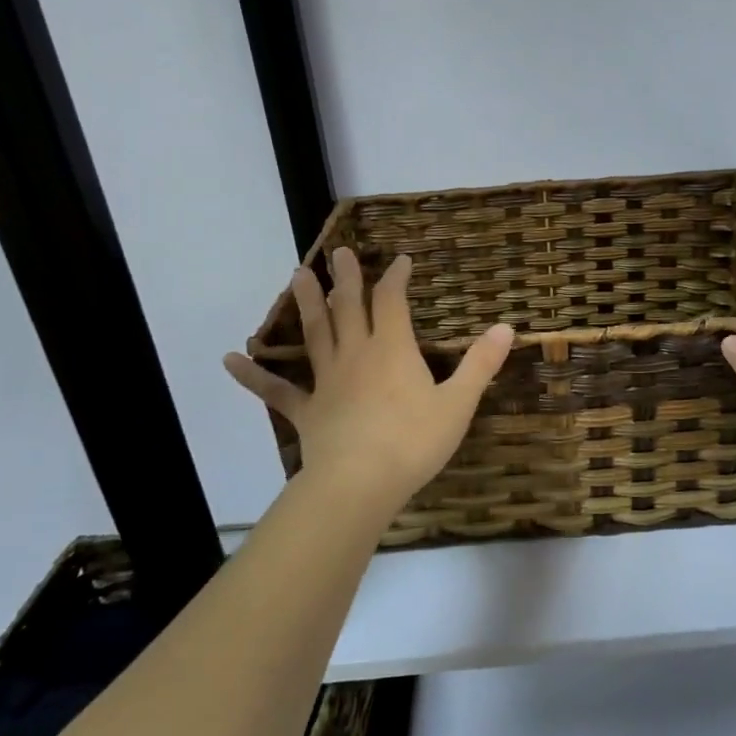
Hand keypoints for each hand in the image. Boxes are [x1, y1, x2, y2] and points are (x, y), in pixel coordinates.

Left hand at [224, 249, 513, 518]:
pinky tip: (228, 359)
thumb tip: (507, 327)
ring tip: (297, 274)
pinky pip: (276, 390)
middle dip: (347, 279)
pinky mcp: (307, 411)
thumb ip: (480, 364)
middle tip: (338, 251)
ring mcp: (327, 382)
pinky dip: (252, 375)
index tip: (400, 260)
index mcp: (393, 350)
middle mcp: (356, 356)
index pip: (392, 301)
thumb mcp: (458, 403)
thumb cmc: (414, 442)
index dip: (395, 278)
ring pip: (315, 334)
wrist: (359, 485)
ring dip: (307, 304)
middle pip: (349, 308)